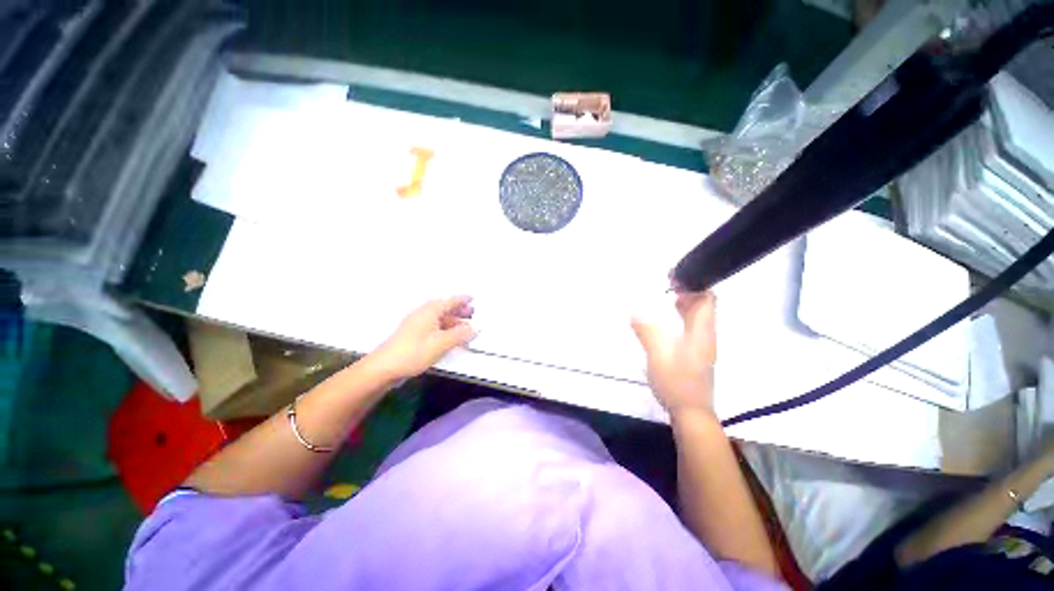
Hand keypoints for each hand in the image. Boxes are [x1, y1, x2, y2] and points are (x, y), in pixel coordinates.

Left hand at [372, 296, 476, 379]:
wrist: (384, 368)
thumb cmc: (413, 352)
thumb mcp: (441, 343)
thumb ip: (460, 335)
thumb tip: (475, 328)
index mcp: (430, 311)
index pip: (450, 301)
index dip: (462, 299)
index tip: (473, 298)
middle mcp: (423, 314)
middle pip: (445, 308)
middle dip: (459, 310)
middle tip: (472, 313)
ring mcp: (417, 325)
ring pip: (439, 319)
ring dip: (453, 321)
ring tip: (465, 327)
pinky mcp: (414, 336)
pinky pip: (434, 327)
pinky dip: (445, 329)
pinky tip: (450, 338)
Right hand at [631, 292, 716, 416]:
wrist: (691, 412)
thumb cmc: (676, 383)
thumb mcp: (657, 356)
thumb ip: (646, 332)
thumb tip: (634, 311)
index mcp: (701, 332)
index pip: (707, 300)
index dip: (694, 284)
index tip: (673, 278)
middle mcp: (706, 335)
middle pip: (704, 305)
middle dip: (688, 290)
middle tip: (666, 283)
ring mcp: (703, 344)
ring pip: (698, 316)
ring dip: (685, 303)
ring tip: (664, 296)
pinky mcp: (697, 352)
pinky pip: (692, 326)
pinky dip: (682, 316)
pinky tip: (667, 319)